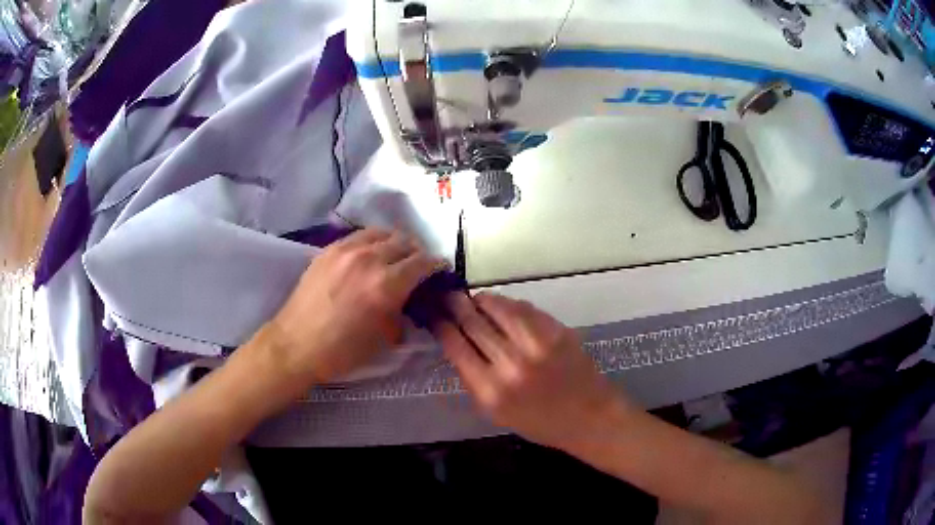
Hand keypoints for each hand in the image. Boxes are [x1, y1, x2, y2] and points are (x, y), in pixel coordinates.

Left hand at [264, 228, 440, 384]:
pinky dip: (372, 242)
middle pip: (404, 242)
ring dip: (394, 243)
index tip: (440, 269)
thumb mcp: (383, 338)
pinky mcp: (328, 249)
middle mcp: (369, 259)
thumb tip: (410, 301)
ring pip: (381, 233)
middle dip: (417, 253)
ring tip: (395, 256)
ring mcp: (346, 250)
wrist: (296, 345)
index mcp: (386, 285)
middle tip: (418, 266)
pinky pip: (359, 237)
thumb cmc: (342, 351)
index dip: (436, 264)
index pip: (422, 262)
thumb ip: (402, 312)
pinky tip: (369, 256)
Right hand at [435, 292, 624, 448]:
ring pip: (497, 307)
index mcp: (490, 391)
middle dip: (455, 306)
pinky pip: (524, 308)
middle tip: (447, 297)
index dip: (441, 326)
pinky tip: (501, 305)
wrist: (589, 417)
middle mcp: (511, 364)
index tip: (434, 316)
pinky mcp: (556, 330)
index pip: (455, 347)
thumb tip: (456, 344)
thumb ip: (473, 380)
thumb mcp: (495, 413)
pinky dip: (507, 304)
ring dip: (480, 300)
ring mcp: (536, 344)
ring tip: (472, 298)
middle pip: (473, 322)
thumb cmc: (539, 423)